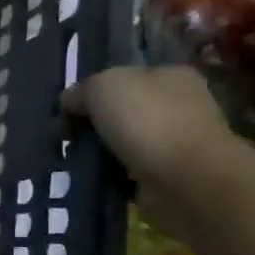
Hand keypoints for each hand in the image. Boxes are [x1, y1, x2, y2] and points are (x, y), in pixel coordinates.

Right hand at [63, 65, 235, 234]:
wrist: (186, 179)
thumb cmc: (147, 120)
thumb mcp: (101, 86)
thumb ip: (81, 90)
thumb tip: (70, 102)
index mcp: (172, 75)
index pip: (125, 77)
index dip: (93, 91)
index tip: (69, 110)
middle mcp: (180, 105)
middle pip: (123, 110)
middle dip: (94, 124)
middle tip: (68, 137)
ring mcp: (177, 142)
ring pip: (124, 142)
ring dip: (100, 151)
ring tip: (76, 160)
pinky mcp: (170, 175)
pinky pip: (128, 171)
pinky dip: (111, 175)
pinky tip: (95, 177)